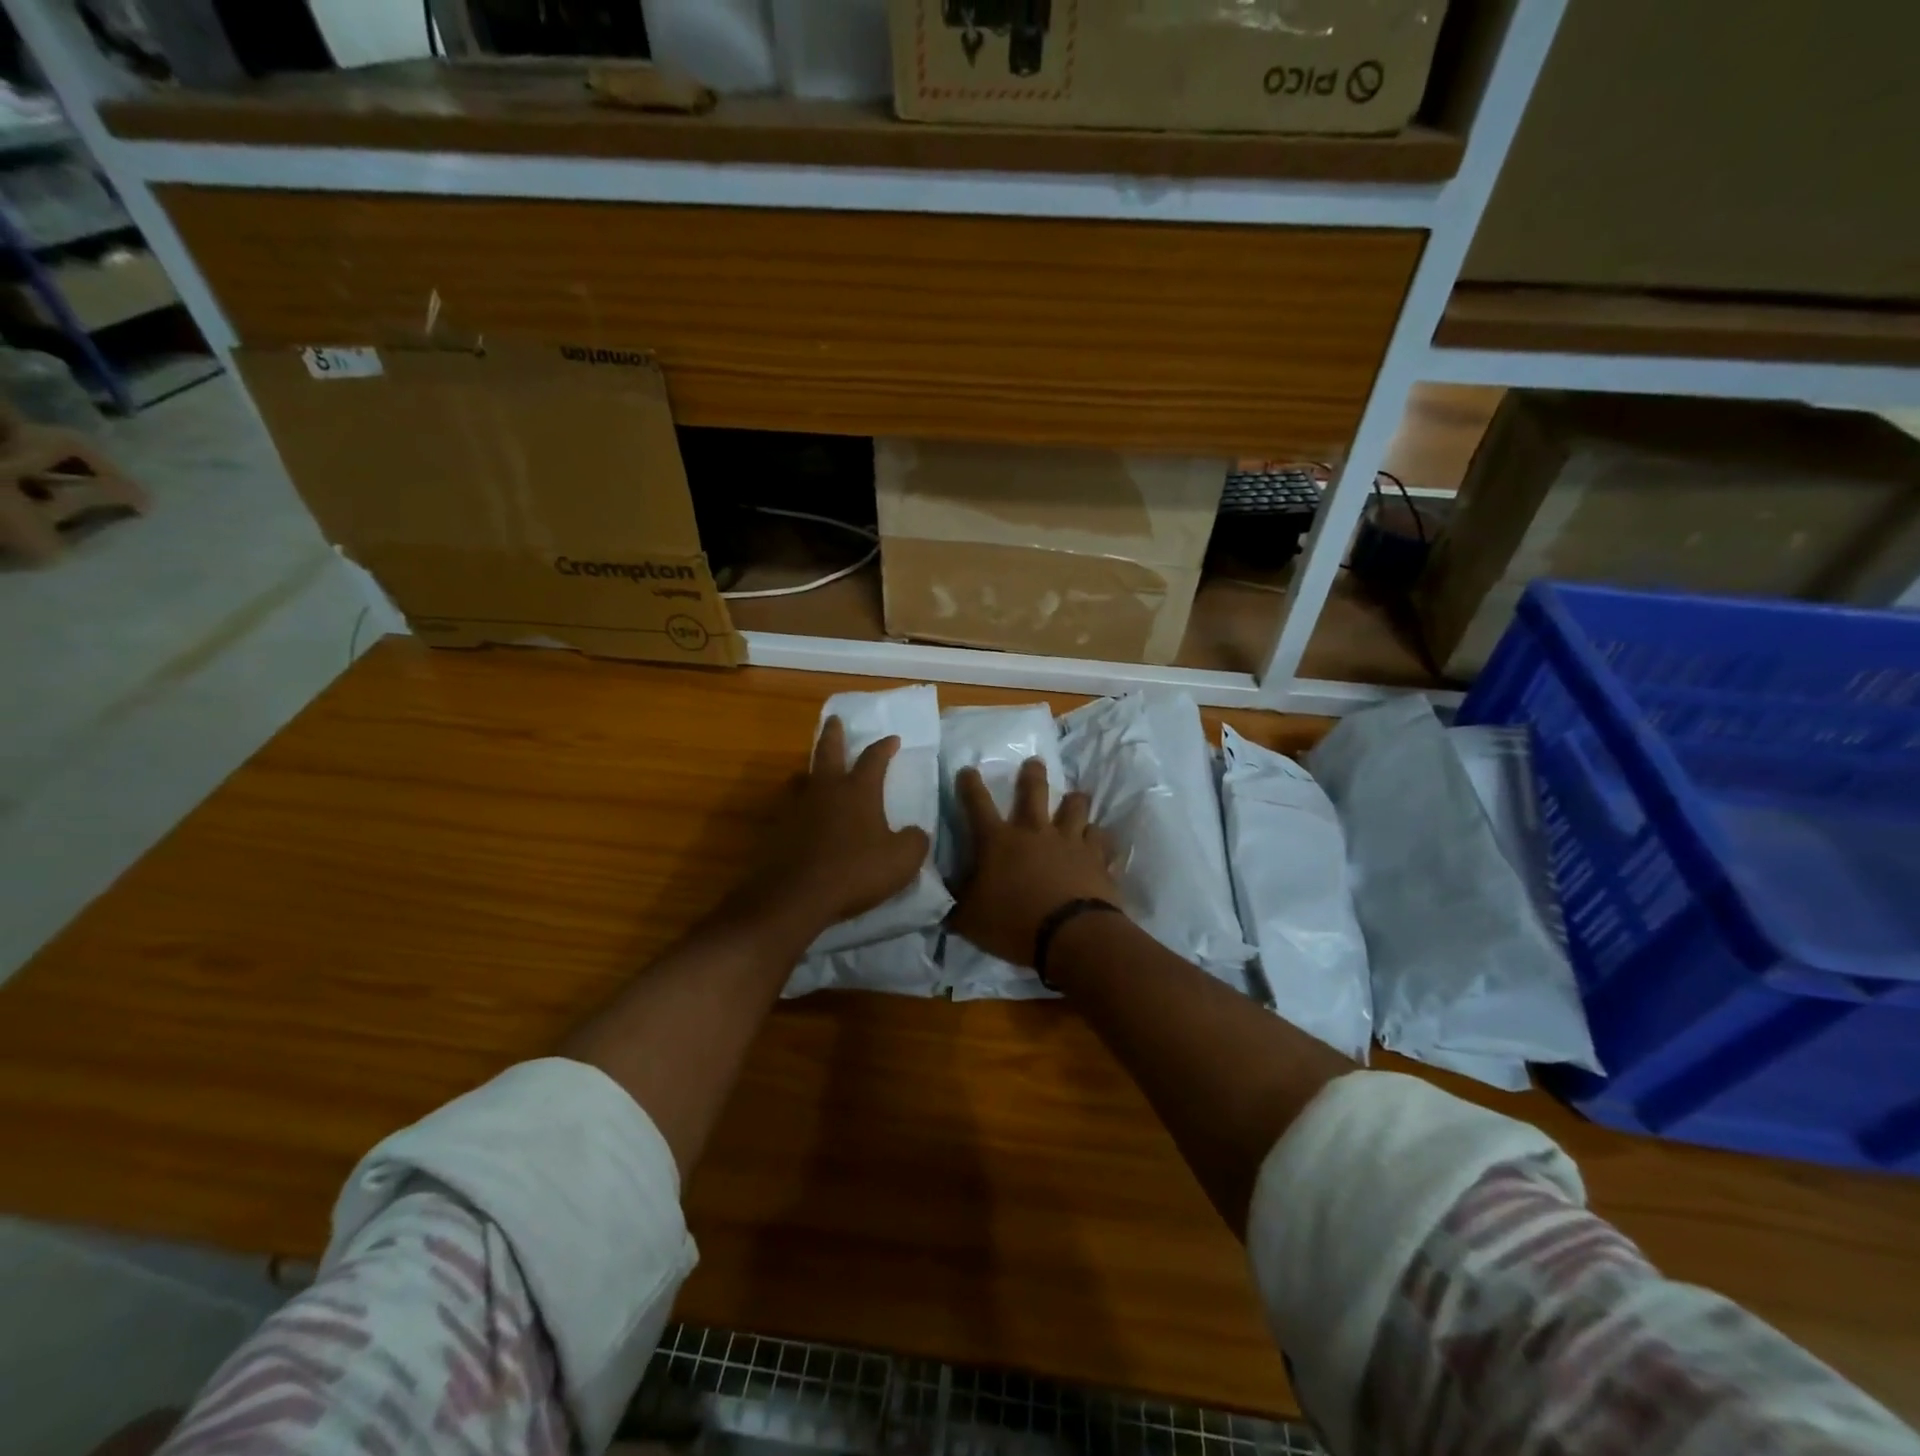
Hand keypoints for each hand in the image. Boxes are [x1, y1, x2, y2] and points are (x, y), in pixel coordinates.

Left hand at [733, 717, 930, 942]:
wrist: (796, 896)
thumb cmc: (855, 872)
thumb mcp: (902, 860)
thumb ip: (914, 841)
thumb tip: (915, 833)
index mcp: (858, 791)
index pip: (874, 759)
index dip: (885, 747)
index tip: (893, 738)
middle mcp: (826, 790)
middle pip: (827, 752)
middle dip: (833, 734)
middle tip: (834, 720)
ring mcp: (797, 808)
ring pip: (802, 778)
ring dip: (810, 769)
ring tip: (812, 769)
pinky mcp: (778, 830)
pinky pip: (790, 808)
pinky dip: (798, 806)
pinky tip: (801, 816)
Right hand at [949, 757, 1121, 966]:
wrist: (1071, 936)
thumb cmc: (1013, 924)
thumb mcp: (969, 918)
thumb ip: (956, 902)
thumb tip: (943, 891)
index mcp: (998, 841)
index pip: (977, 804)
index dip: (970, 785)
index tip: (968, 769)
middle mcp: (1035, 831)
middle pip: (1034, 792)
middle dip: (1032, 775)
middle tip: (1035, 762)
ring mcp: (1070, 841)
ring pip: (1075, 807)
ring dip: (1074, 800)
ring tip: (1076, 797)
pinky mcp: (1097, 858)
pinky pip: (1101, 839)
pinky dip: (1098, 838)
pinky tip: (1100, 841)